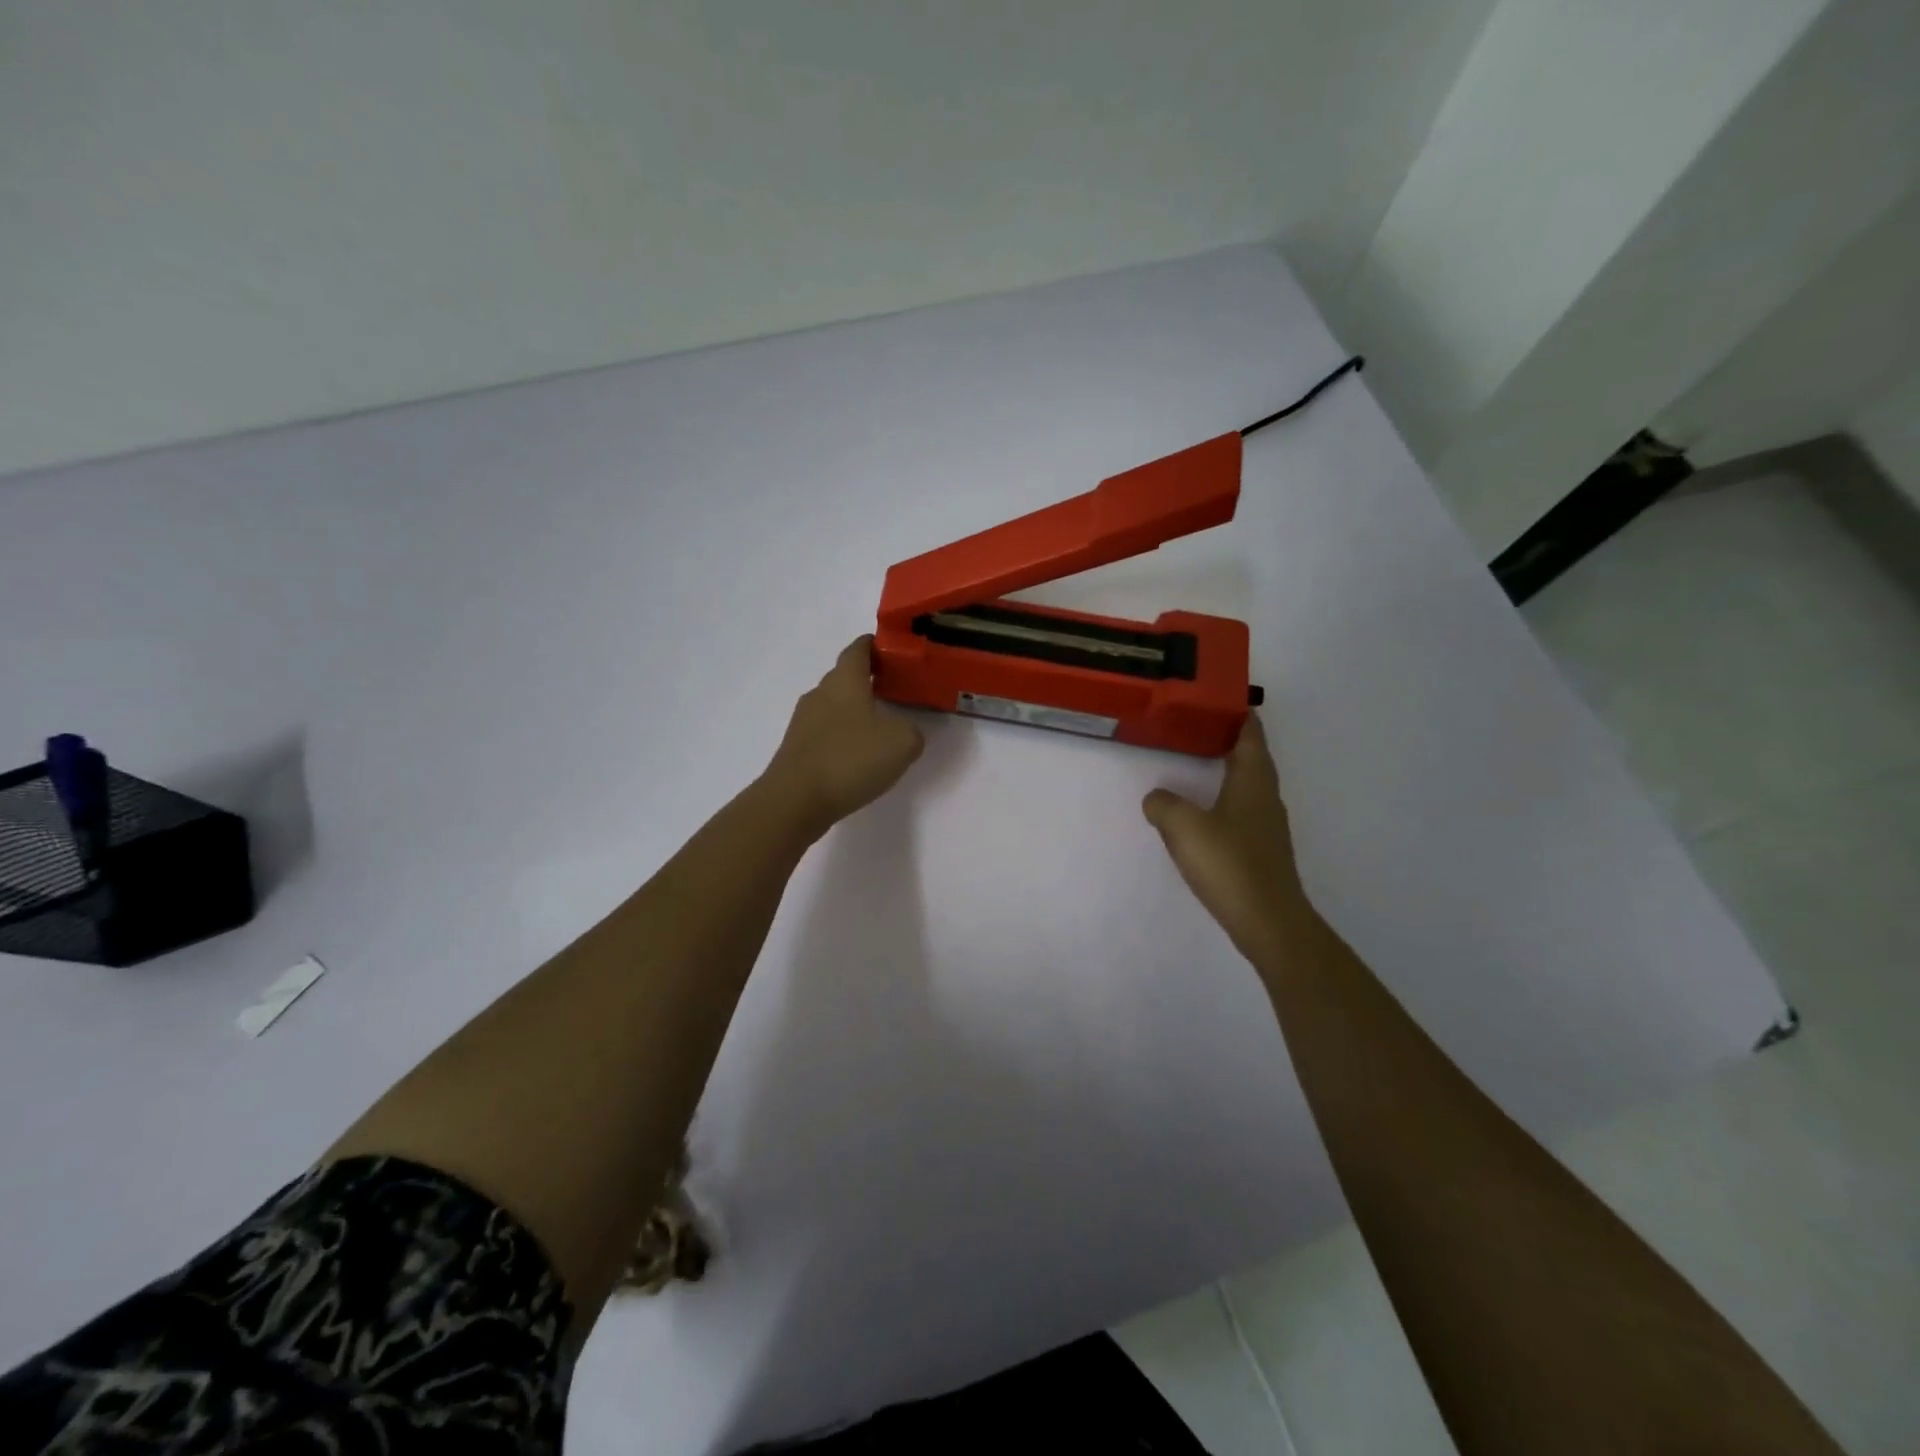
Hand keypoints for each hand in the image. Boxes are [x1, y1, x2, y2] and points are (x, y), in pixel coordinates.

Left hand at [764, 636, 924, 836]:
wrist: (795, 800)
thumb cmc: (851, 759)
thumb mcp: (902, 743)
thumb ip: (912, 731)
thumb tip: (904, 732)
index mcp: (845, 681)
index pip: (858, 649)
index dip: (874, 645)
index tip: (891, 650)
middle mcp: (820, 693)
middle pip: (844, 677)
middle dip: (867, 680)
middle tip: (893, 690)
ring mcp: (803, 721)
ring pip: (833, 705)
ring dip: (853, 710)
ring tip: (878, 726)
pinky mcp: (796, 748)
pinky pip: (824, 732)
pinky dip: (841, 736)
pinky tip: (856, 756)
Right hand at [1143, 714, 1313, 970]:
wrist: (1268, 921)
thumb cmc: (1229, 864)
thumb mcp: (1184, 827)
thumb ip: (1164, 805)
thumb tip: (1156, 797)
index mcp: (1253, 781)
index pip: (1251, 736)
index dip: (1241, 716)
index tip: (1224, 699)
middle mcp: (1266, 798)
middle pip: (1253, 759)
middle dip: (1232, 740)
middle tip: (1200, 728)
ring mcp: (1267, 826)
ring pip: (1249, 786)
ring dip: (1229, 771)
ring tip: (1200, 764)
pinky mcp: (1262, 851)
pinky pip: (1243, 812)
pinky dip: (1226, 801)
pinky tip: (1206, 814)